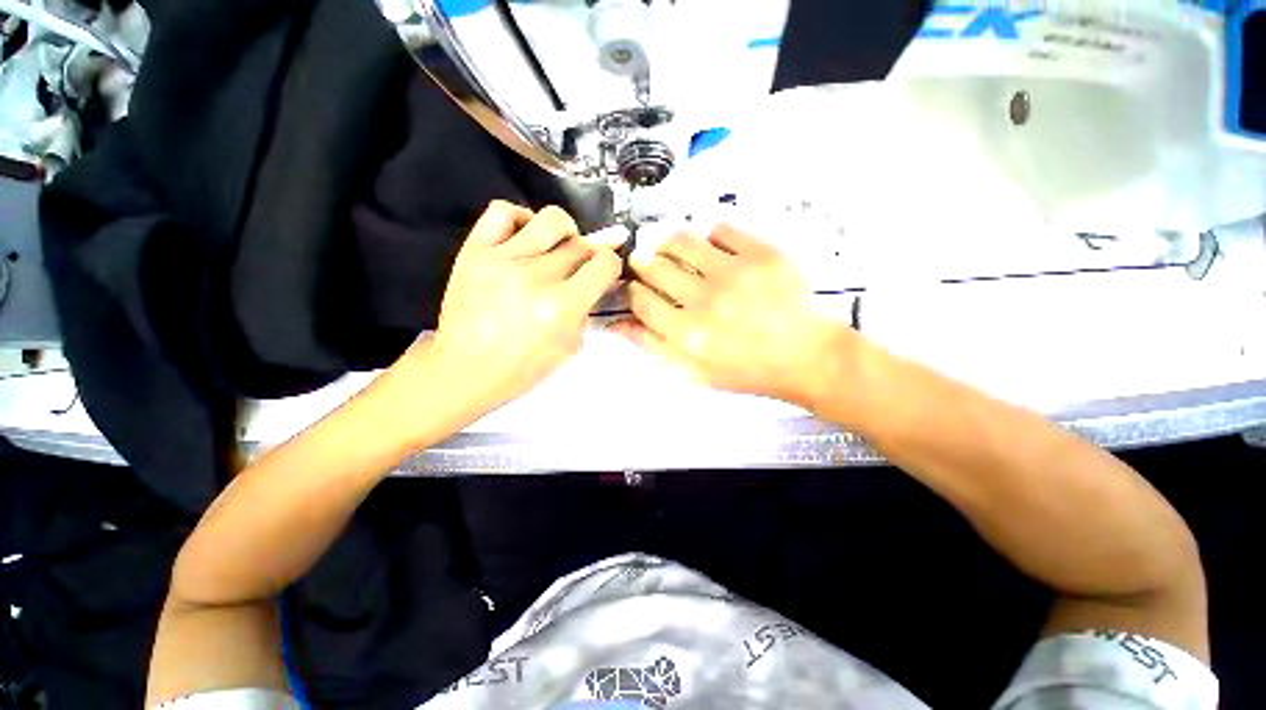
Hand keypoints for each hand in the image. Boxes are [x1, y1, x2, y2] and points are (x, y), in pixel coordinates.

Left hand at [405, 201, 624, 414]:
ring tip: (557, 247)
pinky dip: (521, 218)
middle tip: (579, 269)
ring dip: (565, 232)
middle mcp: (535, 276)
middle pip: (580, 243)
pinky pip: (503, 212)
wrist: (464, 370)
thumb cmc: (522, 368)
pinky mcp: (474, 251)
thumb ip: (586, 308)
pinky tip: (525, 238)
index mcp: (562, 306)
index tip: (604, 273)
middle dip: (589, 255)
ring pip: (551, 219)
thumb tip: (595, 279)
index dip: (611, 266)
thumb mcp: (570, 347)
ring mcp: (502, 259)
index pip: (604, 263)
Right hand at [609, 223, 846, 406]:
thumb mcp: (694, 372)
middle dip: (644, 264)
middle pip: (654, 267)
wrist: (806, 357)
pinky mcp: (761, 253)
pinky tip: (714, 251)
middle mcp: (705, 301)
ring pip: (681, 240)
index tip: (636, 288)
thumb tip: (616, 324)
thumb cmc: (746, 370)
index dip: (632, 291)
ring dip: (668, 244)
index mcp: (687, 335)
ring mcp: (733, 273)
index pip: (640, 300)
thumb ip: (653, 346)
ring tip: (673, 251)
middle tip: (649, 266)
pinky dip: (710, 237)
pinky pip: (720, 229)